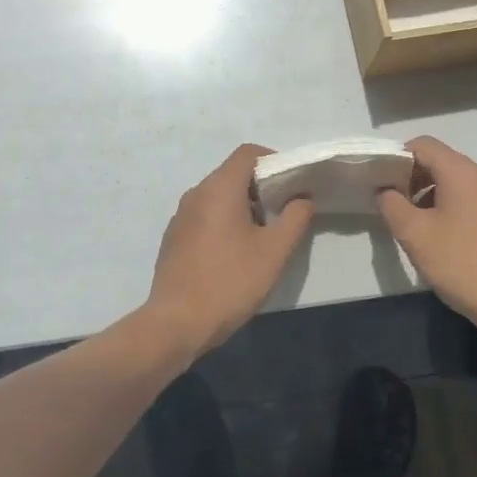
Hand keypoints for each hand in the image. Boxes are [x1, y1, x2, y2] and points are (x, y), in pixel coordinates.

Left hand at [141, 144, 314, 358]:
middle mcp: (196, 193)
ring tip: (261, 237)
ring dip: (243, 206)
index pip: (248, 153)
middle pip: (232, 173)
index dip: (273, 161)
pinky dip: (223, 222)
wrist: (176, 323)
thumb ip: (295, 218)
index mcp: (219, 188)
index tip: (291, 185)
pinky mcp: (174, 237)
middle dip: (260, 187)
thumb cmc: (230, 282)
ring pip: (218, 196)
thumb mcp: (274, 251)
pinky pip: (204, 215)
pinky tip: (234, 255)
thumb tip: (303, 198)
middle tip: (282, 214)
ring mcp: (181, 216)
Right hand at [376, 136, 476, 340]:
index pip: (422, 145)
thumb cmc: (462, 264)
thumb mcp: (415, 235)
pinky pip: (467, 200)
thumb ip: (392, 205)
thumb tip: (385, 190)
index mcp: (461, 172)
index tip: (380, 182)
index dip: (396, 158)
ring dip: (427, 195)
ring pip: (453, 183)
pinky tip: (438, 239)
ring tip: (411, 225)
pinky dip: (446, 208)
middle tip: (391, 204)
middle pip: (439, 161)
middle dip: (410, 177)